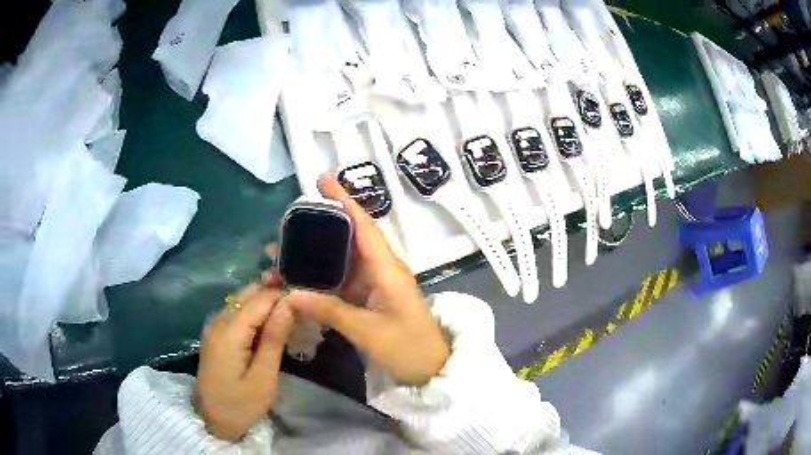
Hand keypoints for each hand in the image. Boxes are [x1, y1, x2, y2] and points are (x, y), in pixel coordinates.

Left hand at [195, 282, 293, 440]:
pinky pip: (236, 311)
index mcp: (229, 332)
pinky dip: (254, 312)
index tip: (308, 303)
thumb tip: (289, 305)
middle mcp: (218, 320)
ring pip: (242, 299)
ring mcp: (214, 325)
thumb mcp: (263, 378)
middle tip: (301, 307)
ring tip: (289, 314)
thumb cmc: (241, 404)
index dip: (284, 295)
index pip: (260, 298)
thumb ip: (274, 338)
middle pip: (248, 293)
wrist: (211, 419)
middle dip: (275, 294)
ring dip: (265, 302)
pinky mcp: (215, 333)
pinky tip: (269, 325)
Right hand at [279, 173, 449, 385]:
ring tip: (284, 250)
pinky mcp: (370, 299)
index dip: (343, 200)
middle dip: (319, 227)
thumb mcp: (368, 331)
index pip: (363, 225)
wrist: (431, 369)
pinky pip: (342, 281)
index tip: (322, 179)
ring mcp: (375, 284)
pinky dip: (322, 278)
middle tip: (287, 224)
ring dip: (316, 255)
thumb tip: (290, 294)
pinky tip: (300, 277)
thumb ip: (329, 310)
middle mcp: (381, 269)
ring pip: (342, 260)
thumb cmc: (408, 347)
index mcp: (387, 268)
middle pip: (348, 238)